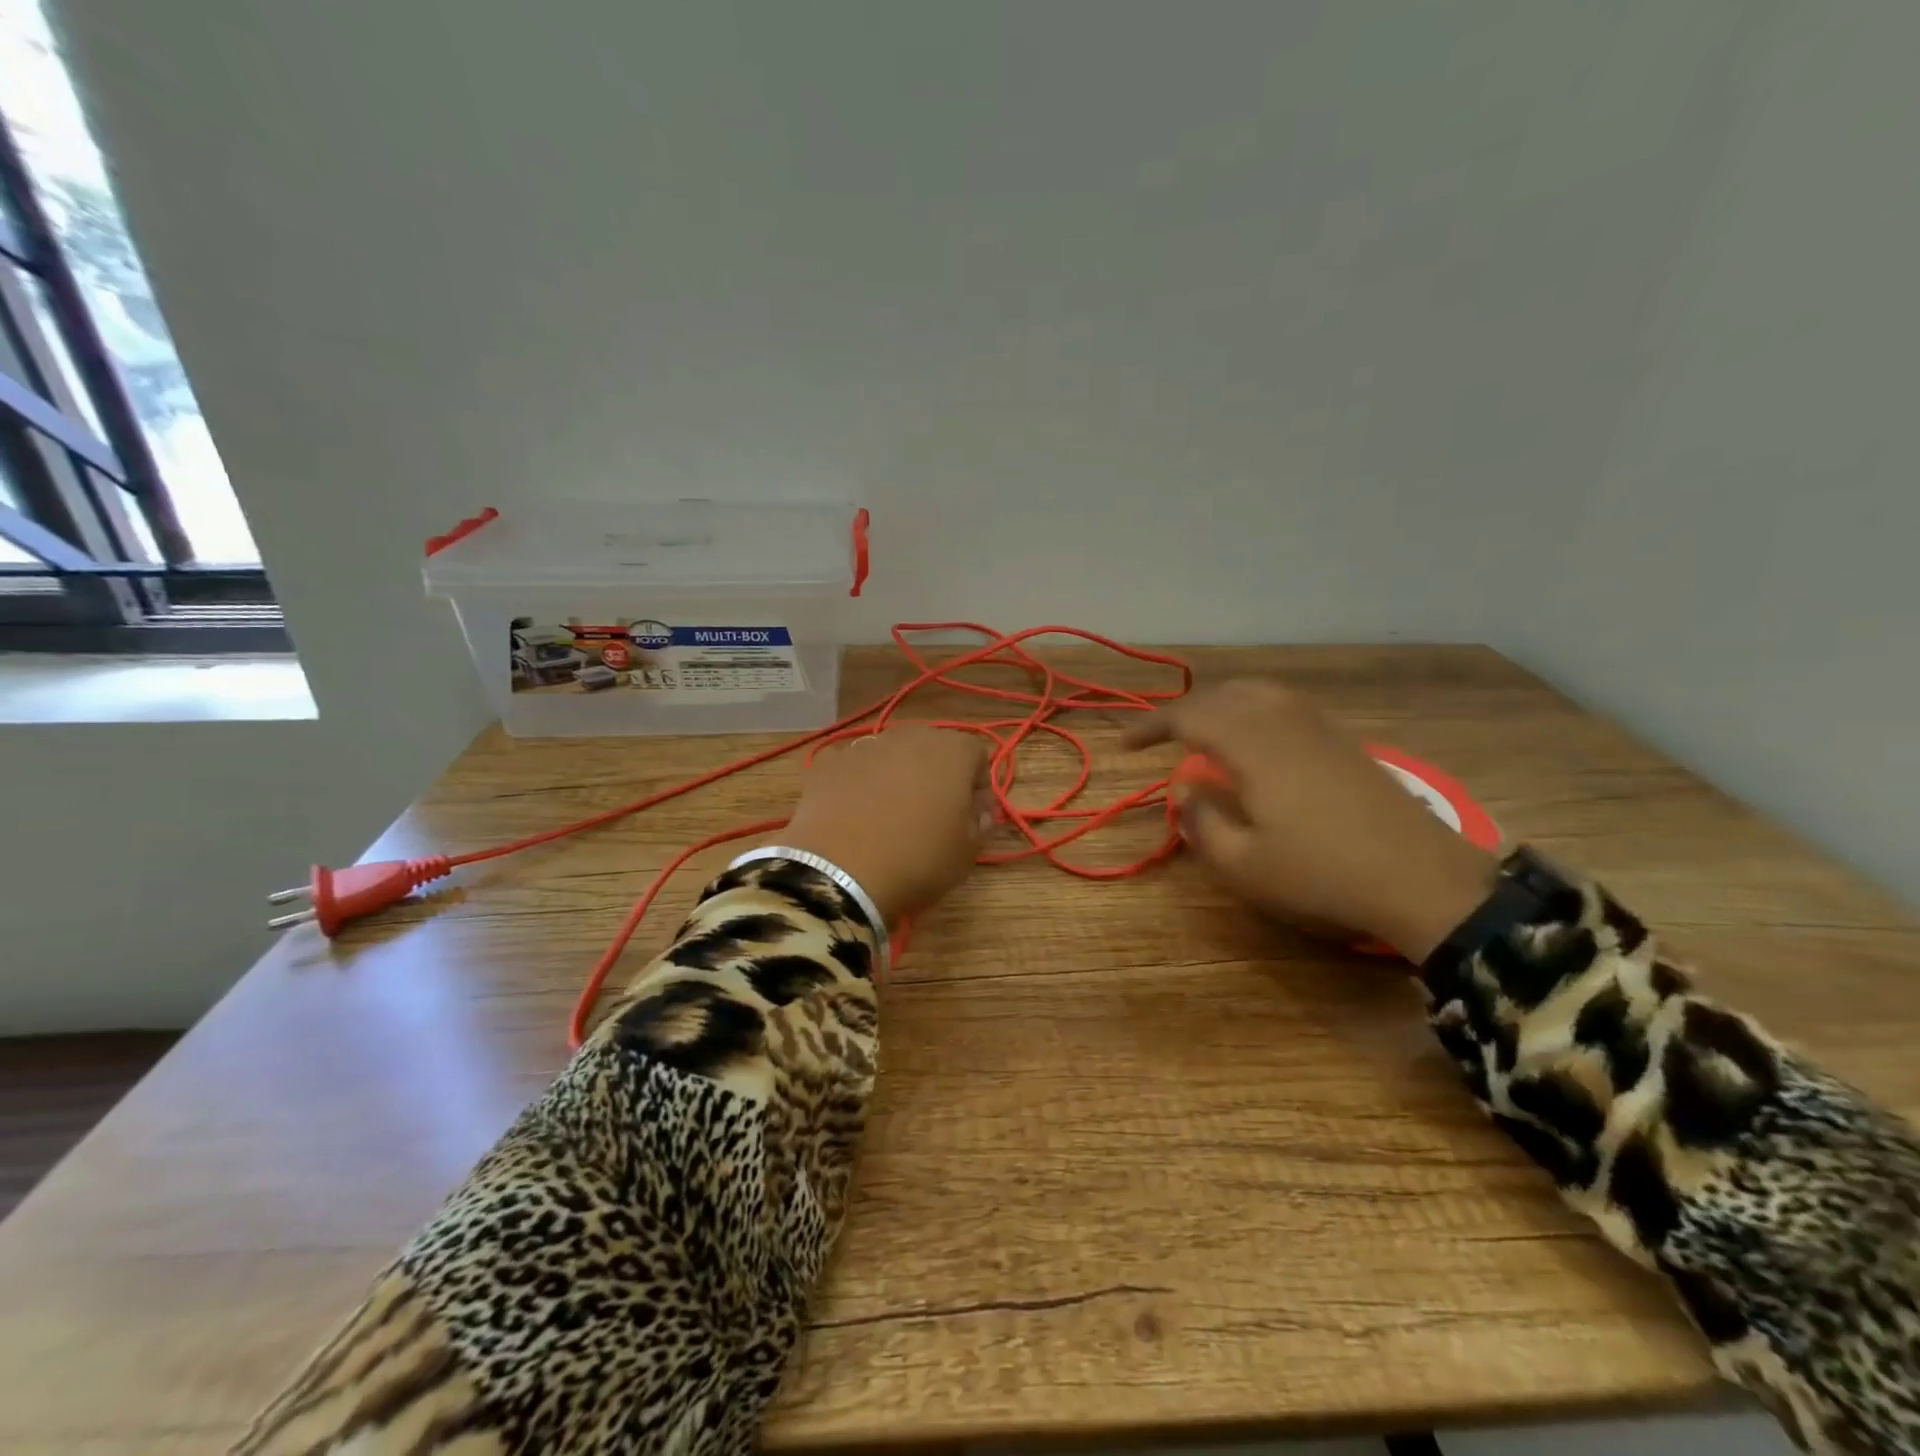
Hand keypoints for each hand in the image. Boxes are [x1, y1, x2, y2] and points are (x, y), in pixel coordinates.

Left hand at [778, 725, 992, 925]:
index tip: (973, 817)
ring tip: (889, 817)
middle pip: (932, 749)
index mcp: (952, 752)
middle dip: (937, 776)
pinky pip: (855, 770)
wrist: (840, 872)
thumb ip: (981, 822)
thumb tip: (977, 809)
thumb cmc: (918, 859)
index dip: (979, 786)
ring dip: (897, 777)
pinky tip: (854, 818)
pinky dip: (859, 786)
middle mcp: (909, 737)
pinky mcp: (829, 764)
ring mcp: (864, 747)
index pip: (977, 756)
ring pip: (891, 756)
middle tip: (932, 815)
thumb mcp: (967, 852)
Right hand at [1124, 678, 1499, 960]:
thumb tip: (1186, 791)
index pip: (1189, 717)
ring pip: (1258, 691)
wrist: (1422, 879)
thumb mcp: (1243, 865)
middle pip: (1223, 694)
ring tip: (1203, 729)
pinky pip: (1285, 704)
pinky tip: (1256, 739)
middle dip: (1184, 711)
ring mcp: (1318, 727)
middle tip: (1161, 737)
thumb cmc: (1321, 874)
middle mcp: (1283, 722)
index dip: (1151, 726)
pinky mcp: (1343, 741)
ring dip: (1221, 703)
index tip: (1125, 745)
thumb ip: (1202, 823)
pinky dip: (1254, 708)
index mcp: (1252, 745)